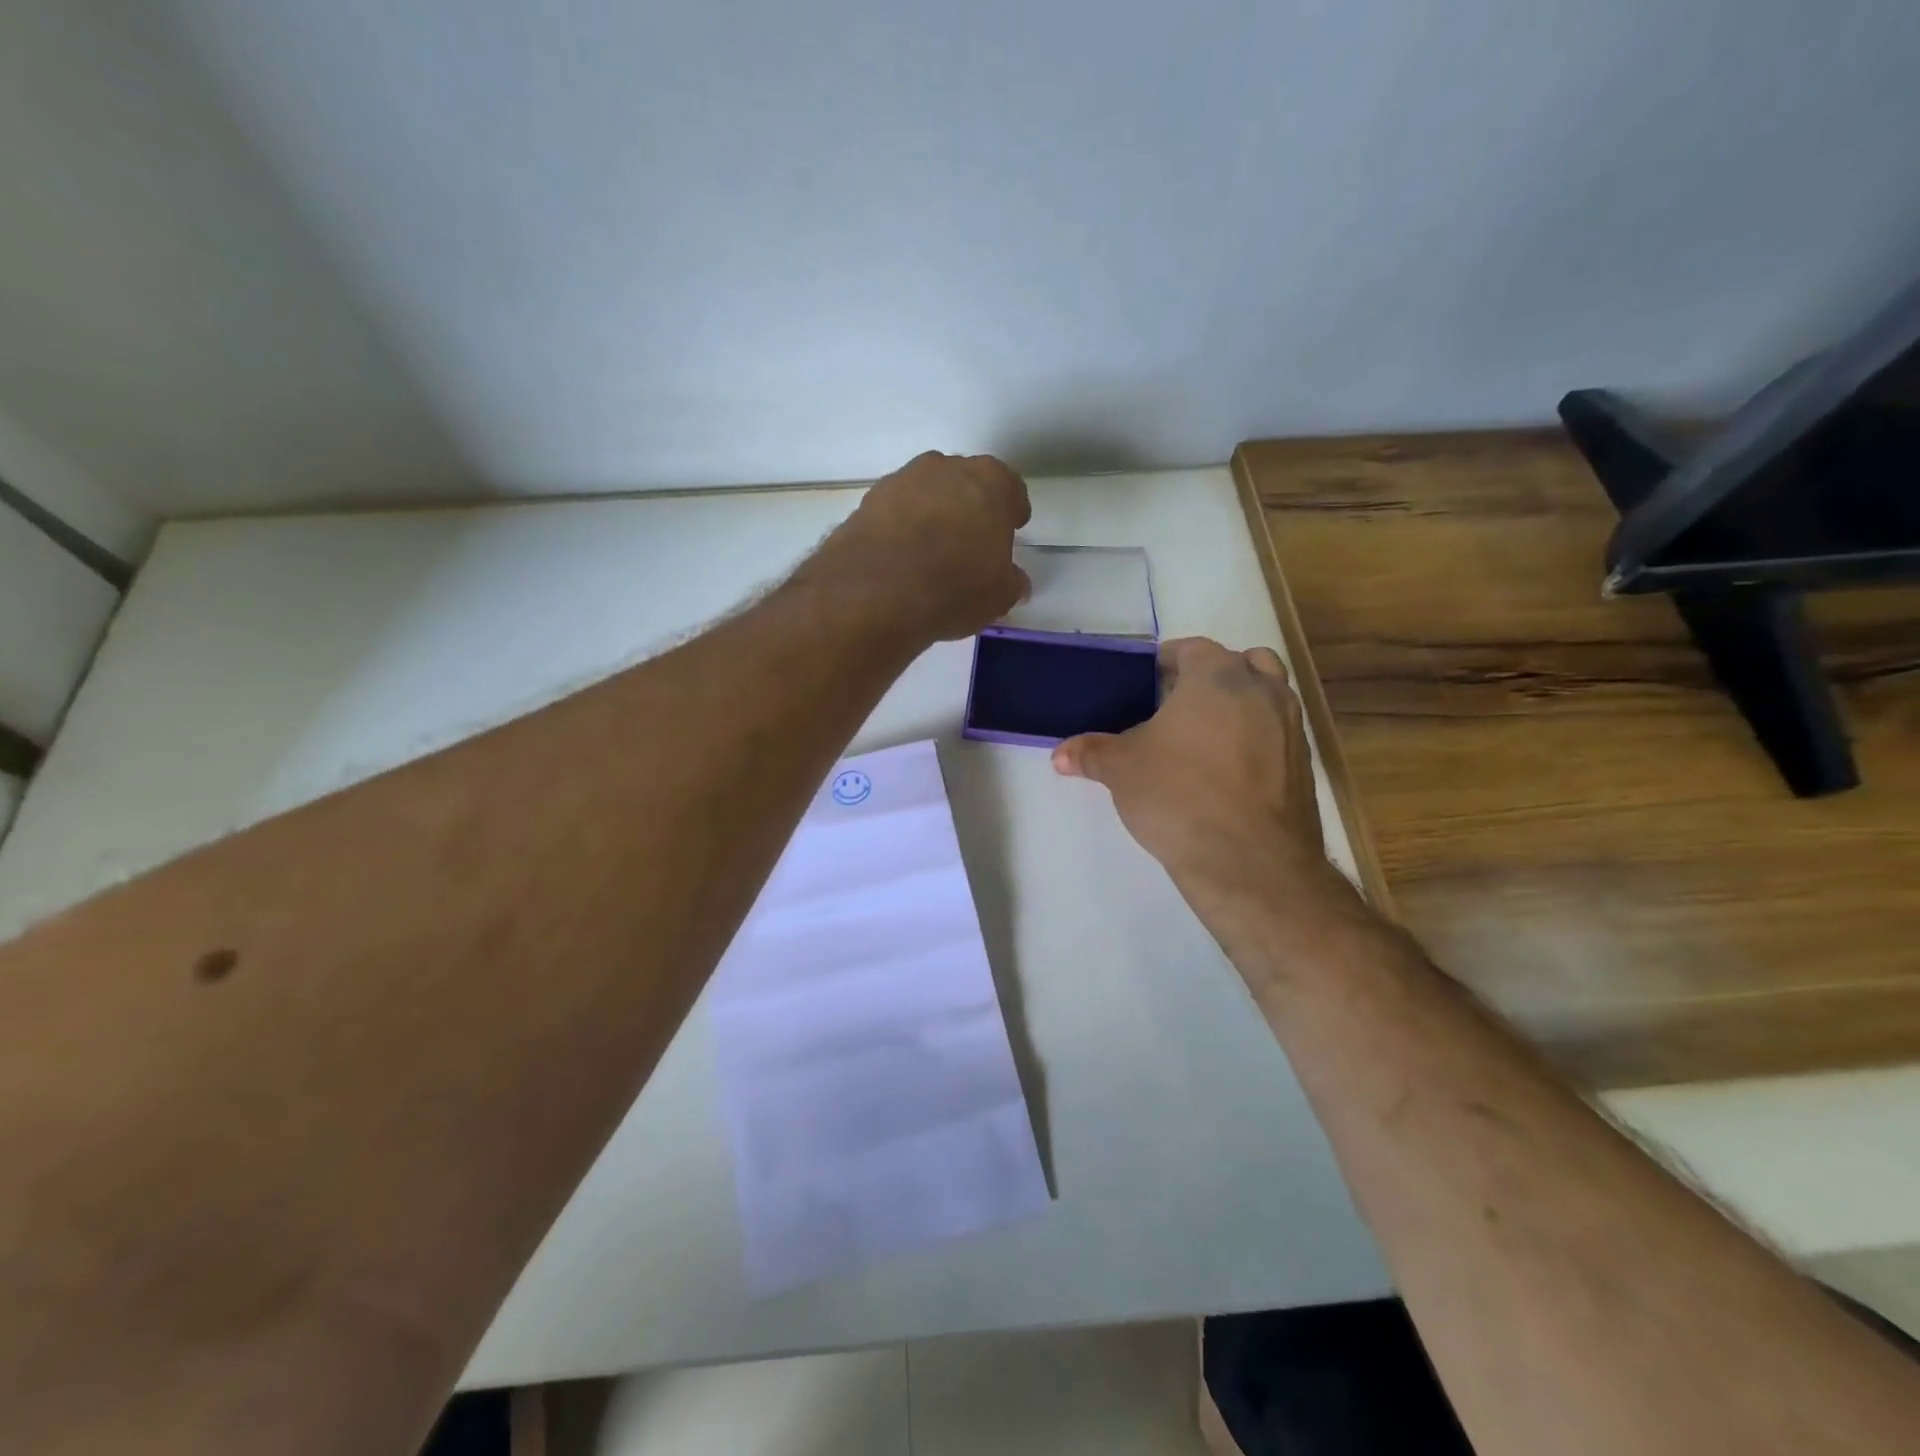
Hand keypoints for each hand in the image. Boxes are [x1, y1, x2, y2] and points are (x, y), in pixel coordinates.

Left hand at [815, 451, 1031, 643]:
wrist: (876, 590)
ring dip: (933, 514)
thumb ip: (1011, 582)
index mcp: (991, 482)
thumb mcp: (999, 595)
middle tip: (970, 542)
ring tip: (931, 552)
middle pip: (966, 483)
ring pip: (928, 494)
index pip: (1010, 490)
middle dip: (970, 508)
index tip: (1009, 531)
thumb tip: (1014, 581)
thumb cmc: (955, 586)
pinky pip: (896, 511)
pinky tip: (902, 557)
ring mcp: (903, 479)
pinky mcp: (869, 500)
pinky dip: (902, 527)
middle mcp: (947, 468)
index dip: (1011, 513)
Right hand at [1052, 637, 1345, 912]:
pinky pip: (1277, 735)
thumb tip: (1060, 754)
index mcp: (1217, 676)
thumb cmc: (1179, 796)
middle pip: (1239, 663)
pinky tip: (1227, 773)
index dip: (1166, 662)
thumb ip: (1091, 753)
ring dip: (1240, 705)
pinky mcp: (1305, 765)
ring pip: (1267, 696)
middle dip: (1209, 678)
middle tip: (1176, 707)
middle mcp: (1262, 689)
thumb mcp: (1122, 771)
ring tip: (1205, 737)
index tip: (1145, 684)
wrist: (1251, 862)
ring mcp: (1291, 726)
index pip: (1192, 648)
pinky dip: (1256, 740)